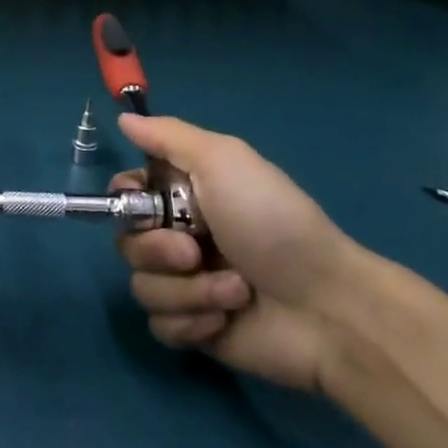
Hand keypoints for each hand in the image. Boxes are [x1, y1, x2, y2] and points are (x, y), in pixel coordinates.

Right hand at [113, 113, 361, 391]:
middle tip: (194, 253)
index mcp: (185, 196)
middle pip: (127, 242)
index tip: (143, 203)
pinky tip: (225, 320)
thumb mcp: (223, 160)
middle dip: (157, 250)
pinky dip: (191, 322)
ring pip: (142, 286)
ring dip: (186, 290)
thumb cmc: (272, 222)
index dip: (125, 200)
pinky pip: (160, 326)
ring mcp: (186, 286)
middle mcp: (180, 237)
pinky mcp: (194, 329)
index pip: (126, 193)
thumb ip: (168, 136)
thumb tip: (123, 118)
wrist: (325, 306)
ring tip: (233, 291)